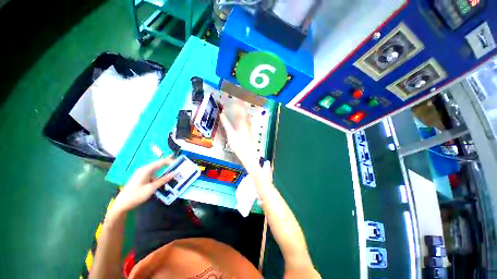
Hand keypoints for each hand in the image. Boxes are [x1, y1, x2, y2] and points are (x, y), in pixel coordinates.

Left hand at [110, 157, 174, 215]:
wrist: (121, 204)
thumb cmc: (136, 196)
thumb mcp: (151, 188)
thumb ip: (163, 180)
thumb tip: (174, 173)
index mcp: (145, 170)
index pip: (160, 162)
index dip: (170, 161)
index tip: (179, 163)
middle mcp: (143, 169)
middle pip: (158, 164)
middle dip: (168, 164)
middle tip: (177, 166)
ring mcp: (141, 174)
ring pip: (155, 169)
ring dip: (164, 170)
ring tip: (173, 172)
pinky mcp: (141, 178)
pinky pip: (152, 173)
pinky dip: (159, 175)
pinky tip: (163, 179)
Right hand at [220, 104, 257, 165]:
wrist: (248, 153)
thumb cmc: (238, 145)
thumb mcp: (230, 134)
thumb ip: (226, 124)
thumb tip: (222, 115)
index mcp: (241, 123)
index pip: (239, 111)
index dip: (237, 104)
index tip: (234, 101)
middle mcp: (247, 123)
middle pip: (244, 112)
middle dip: (241, 106)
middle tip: (237, 103)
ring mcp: (250, 127)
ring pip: (247, 116)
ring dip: (243, 111)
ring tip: (239, 108)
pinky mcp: (251, 130)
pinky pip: (248, 120)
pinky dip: (245, 117)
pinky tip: (244, 117)